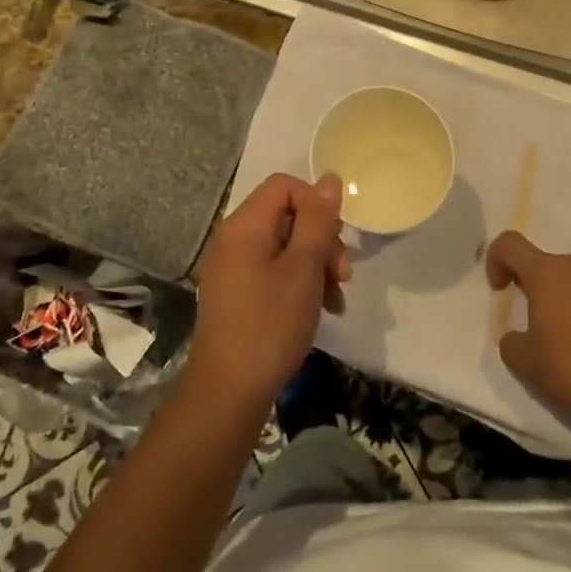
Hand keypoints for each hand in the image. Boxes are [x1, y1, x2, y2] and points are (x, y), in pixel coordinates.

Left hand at [188, 172, 349, 412]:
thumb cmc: (270, 325)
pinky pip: (272, 270)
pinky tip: (320, 310)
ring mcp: (231, 268)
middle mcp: (232, 239)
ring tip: (336, 299)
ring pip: (285, 246)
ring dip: (315, 265)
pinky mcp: (235, 293)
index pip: (285, 186)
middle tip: (342, 275)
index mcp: (244, 226)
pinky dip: (298, 283)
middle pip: (287, 216)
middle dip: (321, 240)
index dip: (316, 204)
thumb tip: (329, 178)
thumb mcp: (304, 268)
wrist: (228, 394)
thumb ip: (318, 220)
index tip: (334, 239)